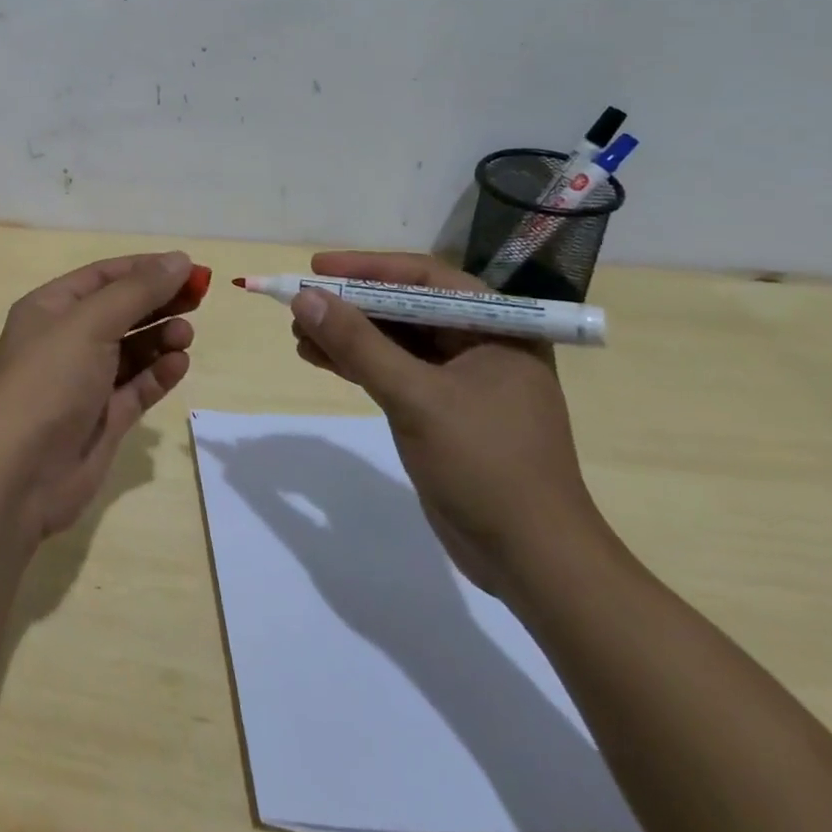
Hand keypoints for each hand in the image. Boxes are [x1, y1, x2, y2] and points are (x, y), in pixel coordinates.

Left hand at [0, 252, 198, 540]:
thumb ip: (138, 291)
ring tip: (185, 335)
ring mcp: (85, 381)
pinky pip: (137, 386)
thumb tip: (179, 259)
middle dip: (158, 301)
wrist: (19, 473)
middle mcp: (66, 340)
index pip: (104, 276)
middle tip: (199, 298)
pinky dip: (159, 373)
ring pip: (132, 349)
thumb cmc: (49, 381)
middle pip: (121, 310)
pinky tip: (179, 364)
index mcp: (51, 308)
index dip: (146, 269)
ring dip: (160, 337)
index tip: (189, 268)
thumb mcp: (90, 323)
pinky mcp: (103, 418)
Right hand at [288, 250, 609, 597]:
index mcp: (496, 328)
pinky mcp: (443, 411)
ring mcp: (462, 380)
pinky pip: (393, 371)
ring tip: (298, 334)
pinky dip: (357, 364)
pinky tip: (319, 359)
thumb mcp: (416, 398)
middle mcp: (481, 345)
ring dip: (347, 335)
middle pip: (405, 307)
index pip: (424, 277)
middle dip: (351, 306)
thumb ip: (358, 345)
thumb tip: (304, 297)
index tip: (317, 268)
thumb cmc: (486, 466)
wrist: (533, 563)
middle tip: (301, 305)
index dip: (367, 268)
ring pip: (394, 341)